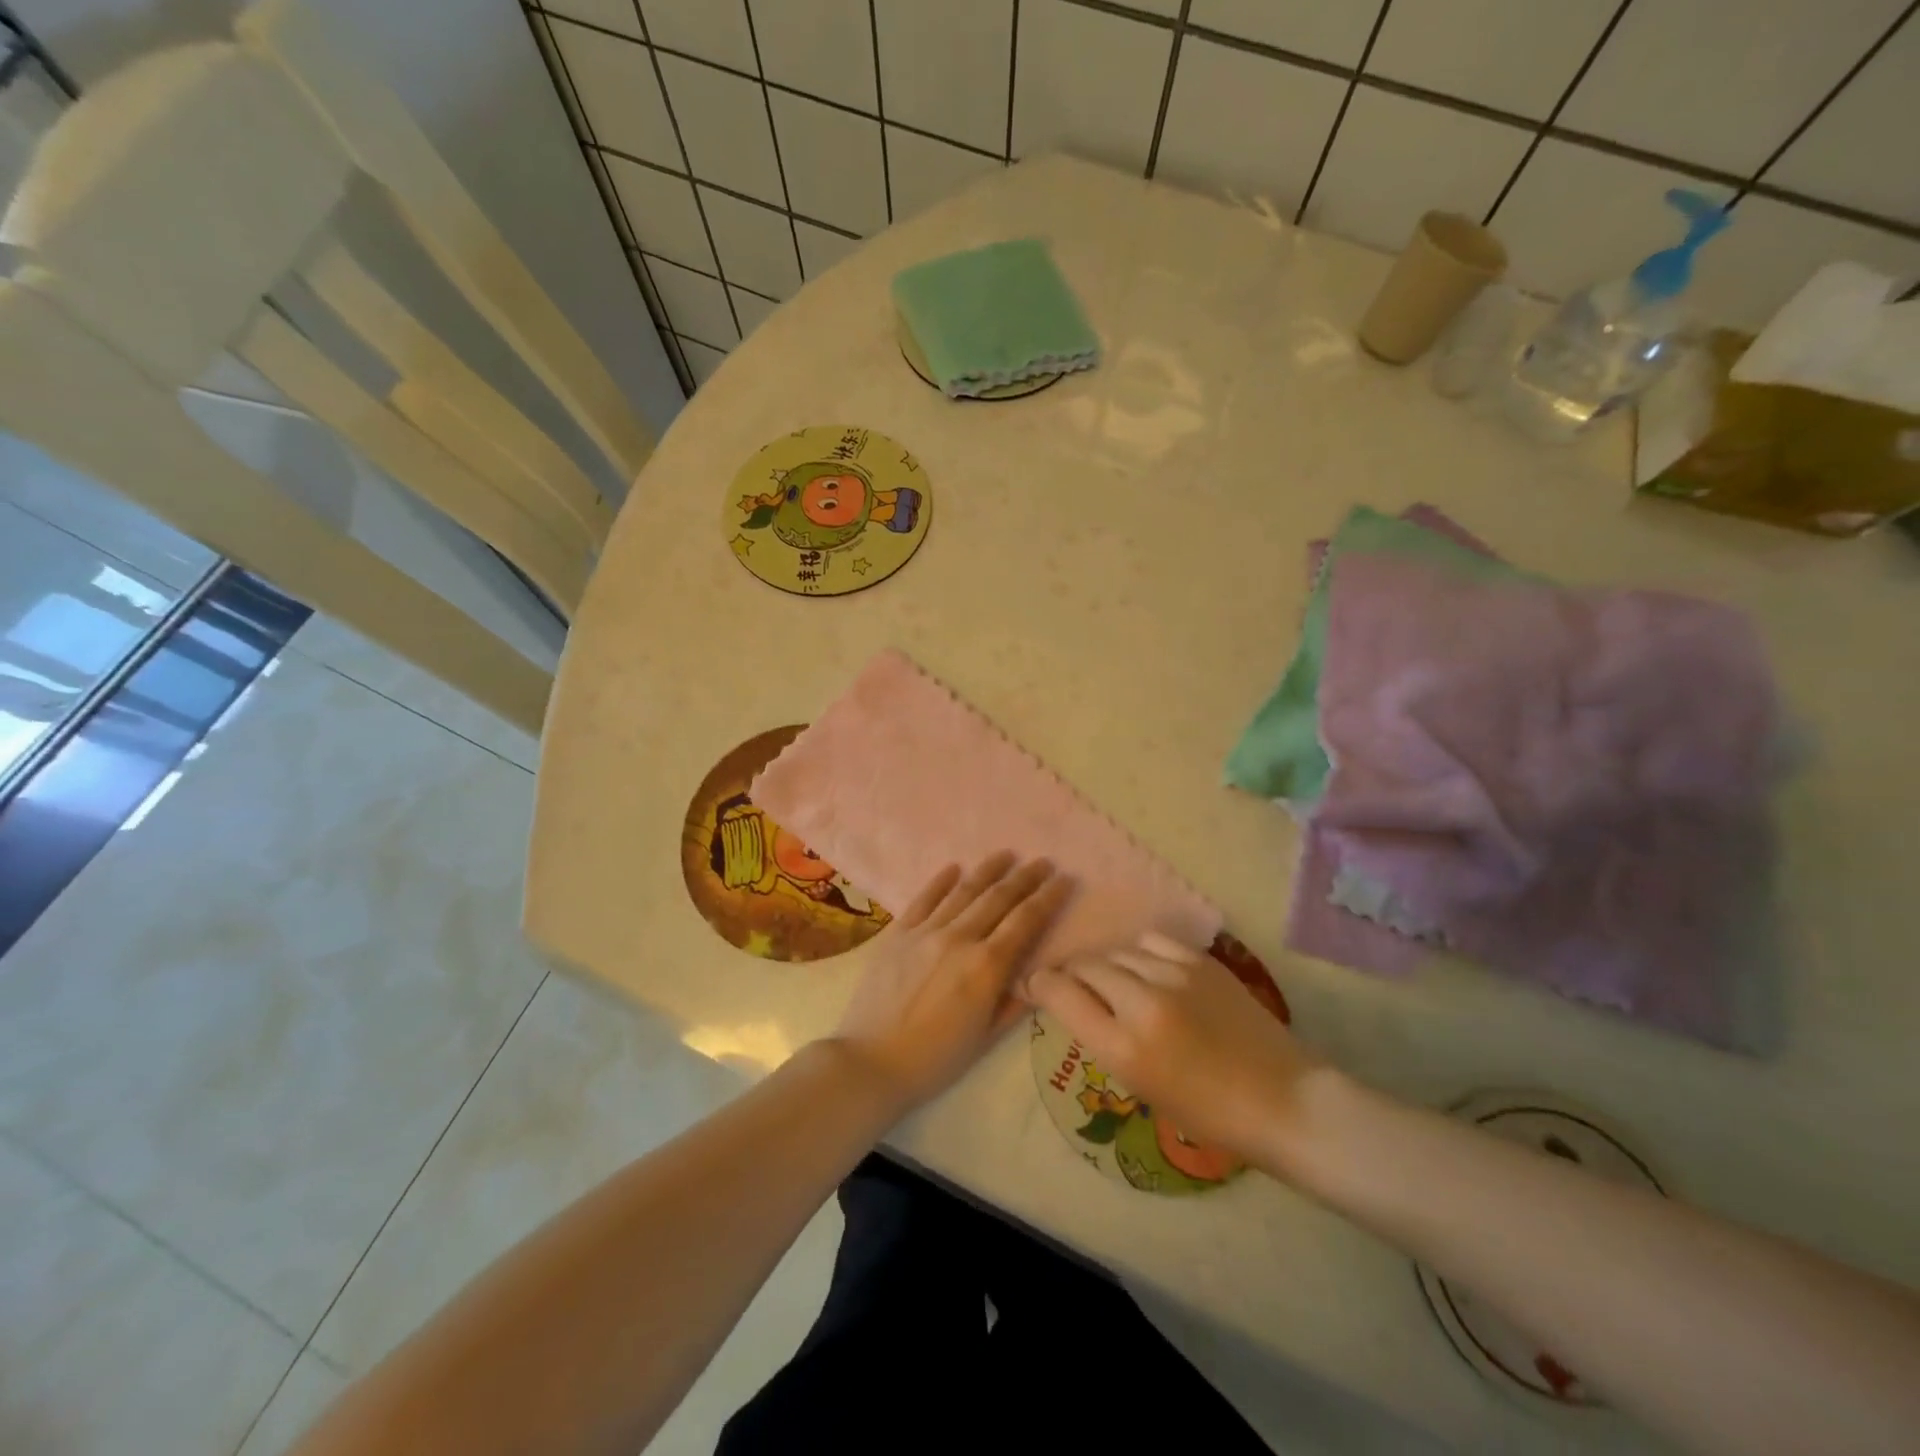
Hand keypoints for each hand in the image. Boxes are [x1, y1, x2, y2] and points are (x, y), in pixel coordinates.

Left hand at [831, 853, 1071, 1112]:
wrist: (870, 1061)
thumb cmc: (935, 1059)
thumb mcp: (985, 1038)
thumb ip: (1013, 1002)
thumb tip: (1036, 977)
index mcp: (986, 966)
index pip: (1026, 921)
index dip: (1048, 897)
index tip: (1065, 878)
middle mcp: (959, 938)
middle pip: (999, 898)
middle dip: (1025, 877)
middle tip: (1043, 862)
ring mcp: (925, 931)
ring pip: (963, 891)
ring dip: (988, 870)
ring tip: (1006, 854)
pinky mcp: (898, 933)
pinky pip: (923, 899)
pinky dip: (941, 881)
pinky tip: (954, 867)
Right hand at [1028, 932, 1321, 1170]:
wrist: (1282, 1100)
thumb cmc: (1207, 1113)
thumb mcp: (1140, 1085)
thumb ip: (1102, 1038)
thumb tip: (1074, 1001)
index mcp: (1124, 1049)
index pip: (1061, 995)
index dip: (1040, 985)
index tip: (1035, 984)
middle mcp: (1143, 1004)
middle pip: (1085, 967)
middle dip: (1071, 975)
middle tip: (1073, 986)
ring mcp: (1174, 976)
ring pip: (1116, 952)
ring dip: (1105, 966)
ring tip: (1114, 981)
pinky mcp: (1201, 962)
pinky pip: (1151, 942)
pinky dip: (1139, 954)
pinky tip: (1147, 969)